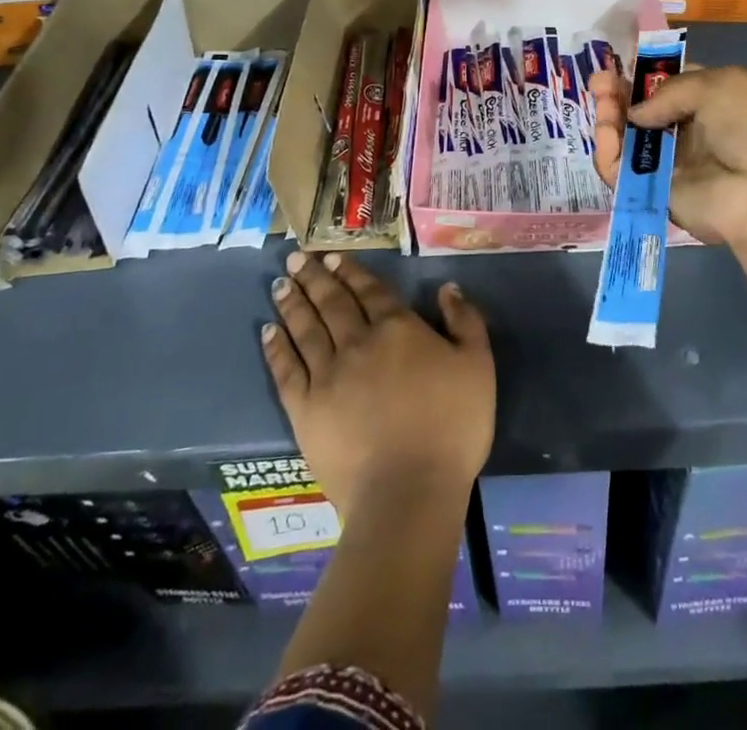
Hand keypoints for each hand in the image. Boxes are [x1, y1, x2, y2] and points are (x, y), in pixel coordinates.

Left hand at [262, 250, 494, 521]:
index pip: (370, 291)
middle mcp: (358, 342)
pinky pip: (287, 371)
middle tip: (296, 258)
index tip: (331, 256)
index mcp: (397, 328)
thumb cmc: (452, 427)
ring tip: (280, 284)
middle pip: (332, 303)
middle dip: (314, 278)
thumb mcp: (478, 366)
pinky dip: (277, 348)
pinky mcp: (306, 410)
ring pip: (306, 329)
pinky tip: (269, 332)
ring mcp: (327, 376)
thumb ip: (465, 321)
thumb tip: (447, 289)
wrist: (408, 491)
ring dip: (292, 304)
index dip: (351, 271)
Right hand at [590, 64, 746, 273]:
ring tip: (599, 98)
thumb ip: (667, 91)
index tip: (619, 64)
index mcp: (712, 99)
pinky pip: (623, 172)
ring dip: (610, 117)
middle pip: (643, 111)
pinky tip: (606, 131)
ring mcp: (673, 163)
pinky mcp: (656, 192)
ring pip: (629, 140)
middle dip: (618, 93)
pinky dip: (609, 152)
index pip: (669, 84)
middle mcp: (691, 130)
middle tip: (598, 81)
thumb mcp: (716, 85)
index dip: (643, 75)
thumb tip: (637, 113)